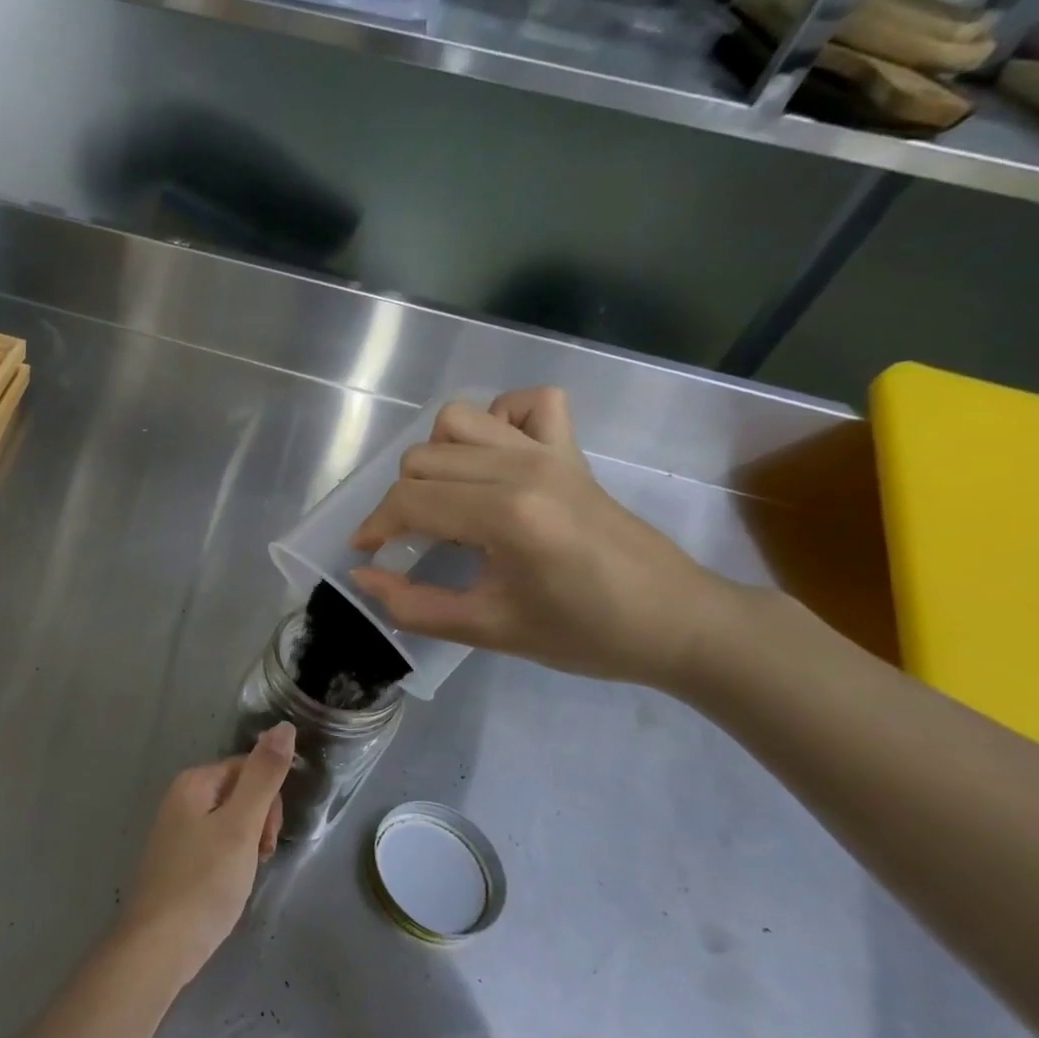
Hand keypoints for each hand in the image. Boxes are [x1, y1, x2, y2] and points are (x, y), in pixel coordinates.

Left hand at [114, 724, 292, 990]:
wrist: (157, 948)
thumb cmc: (203, 883)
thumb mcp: (241, 826)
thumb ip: (264, 776)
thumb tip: (283, 726)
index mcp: (193, 782)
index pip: (248, 768)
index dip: (268, 801)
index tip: (266, 838)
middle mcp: (180, 798)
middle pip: (239, 793)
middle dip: (259, 823)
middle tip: (256, 859)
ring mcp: (175, 831)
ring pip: (230, 823)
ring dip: (247, 846)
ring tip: (241, 878)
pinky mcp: (177, 861)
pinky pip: (216, 846)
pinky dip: (230, 863)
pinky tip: (227, 889)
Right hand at [349, 388, 738, 687]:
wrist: (676, 622)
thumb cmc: (584, 634)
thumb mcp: (489, 630)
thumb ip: (414, 606)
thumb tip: (362, 575)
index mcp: (506, 515)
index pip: (410, 499)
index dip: (376, 526)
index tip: (368, 553)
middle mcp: (522, 468)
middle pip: (423, 458)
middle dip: (402, 501)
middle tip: (412, 542)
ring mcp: (549, 451)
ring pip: (459, 420)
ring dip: (438, 457)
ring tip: (448, 499)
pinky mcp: (570, 449)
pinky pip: (526, 404)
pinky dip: (499, 419)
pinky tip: (495, 459)